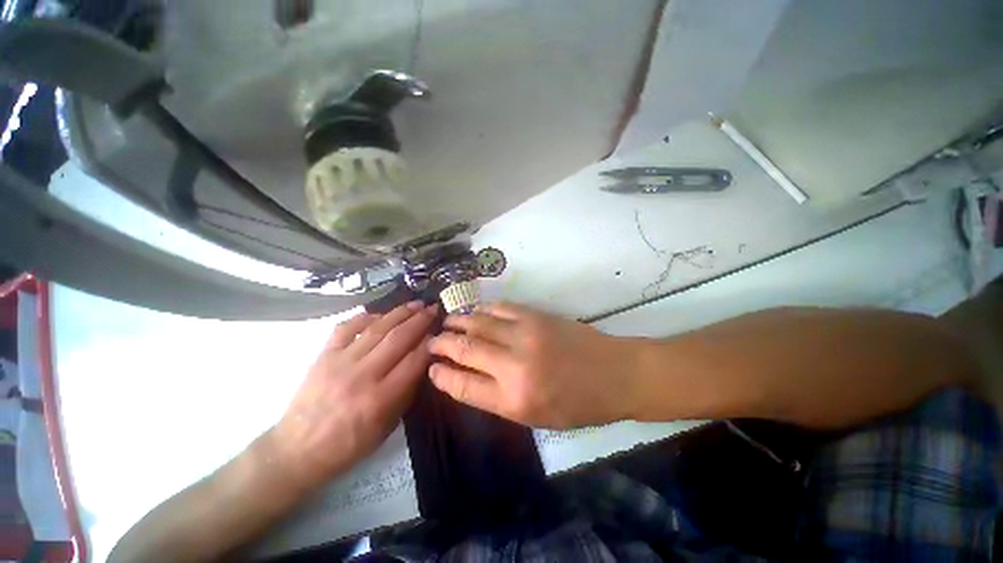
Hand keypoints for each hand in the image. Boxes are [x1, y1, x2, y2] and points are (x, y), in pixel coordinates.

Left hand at [272, 302, 436, 489]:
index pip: (414, 361)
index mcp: (380, 399)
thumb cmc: (348, 445)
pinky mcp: (323, 356)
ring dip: (400, 313)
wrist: (297, 450)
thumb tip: (422, 363)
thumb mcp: (387, 427)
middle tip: (433, 309)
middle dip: (420, 320)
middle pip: (398, 339)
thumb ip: (407, 393)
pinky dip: (366, 316)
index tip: (440, 331)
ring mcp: (340, 362)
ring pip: (377, 328)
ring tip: (416, 303)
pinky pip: (346, 328)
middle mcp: (362, 375)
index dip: (430, 343)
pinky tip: (380, 314)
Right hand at [428, 302, 638, 428]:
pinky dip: (483, 309)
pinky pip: (500, 308)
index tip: (431, 368)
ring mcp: (525, 335)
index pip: (462, 385)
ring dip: (458, 321)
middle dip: (441, 343)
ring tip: (447, 323)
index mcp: (513, 400)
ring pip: (478, 322)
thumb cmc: (577, 404)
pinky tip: (476, 311)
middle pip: (464, 349)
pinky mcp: (536, 316)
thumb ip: (497, 398)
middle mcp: (514, 366)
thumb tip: (467, 377)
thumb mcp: (534, 417)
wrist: (615, 374)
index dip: (441, 375)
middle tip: (431, 341)